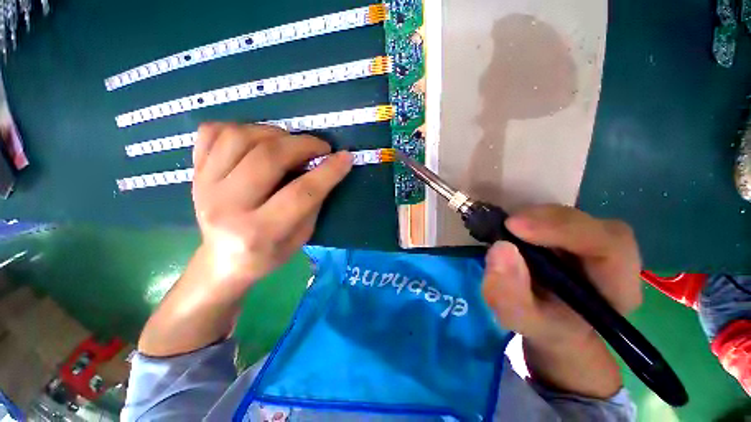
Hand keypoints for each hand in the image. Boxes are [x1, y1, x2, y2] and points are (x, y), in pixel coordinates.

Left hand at [191, 123, 352, 292]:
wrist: (222, 261)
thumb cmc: (268, 253)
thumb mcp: (301, 237)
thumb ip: (313, 203)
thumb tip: (324, 168)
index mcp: (259, 232)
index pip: (301, 193)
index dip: (328, 171)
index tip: (346, 157)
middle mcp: (226, 207)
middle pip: (268, 158)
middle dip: (303, 145)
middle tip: (320, 147)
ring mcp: (204, 186)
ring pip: (240, 137)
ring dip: (275, 133)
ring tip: (290, 143)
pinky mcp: (194, 172)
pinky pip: (212, 132)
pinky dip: (241, 128)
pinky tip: (257, 140)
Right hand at [481, 205, 641, 343]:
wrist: (553, 326)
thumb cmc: (544, 328)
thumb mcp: (521, 320)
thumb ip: (510, 294)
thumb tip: (500, 248)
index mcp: (617, 287)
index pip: (610, 244)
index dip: (563, 229)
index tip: (514, 227)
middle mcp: (611, 257)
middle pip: (587, 223)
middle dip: (544, 220)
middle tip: (505, 225)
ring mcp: (591, 241)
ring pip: (567, 216)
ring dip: (532, 218)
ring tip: (505, 230)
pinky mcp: (570, 234)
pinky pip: (552, 217)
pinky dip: (528, 219)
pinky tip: (511, 230)